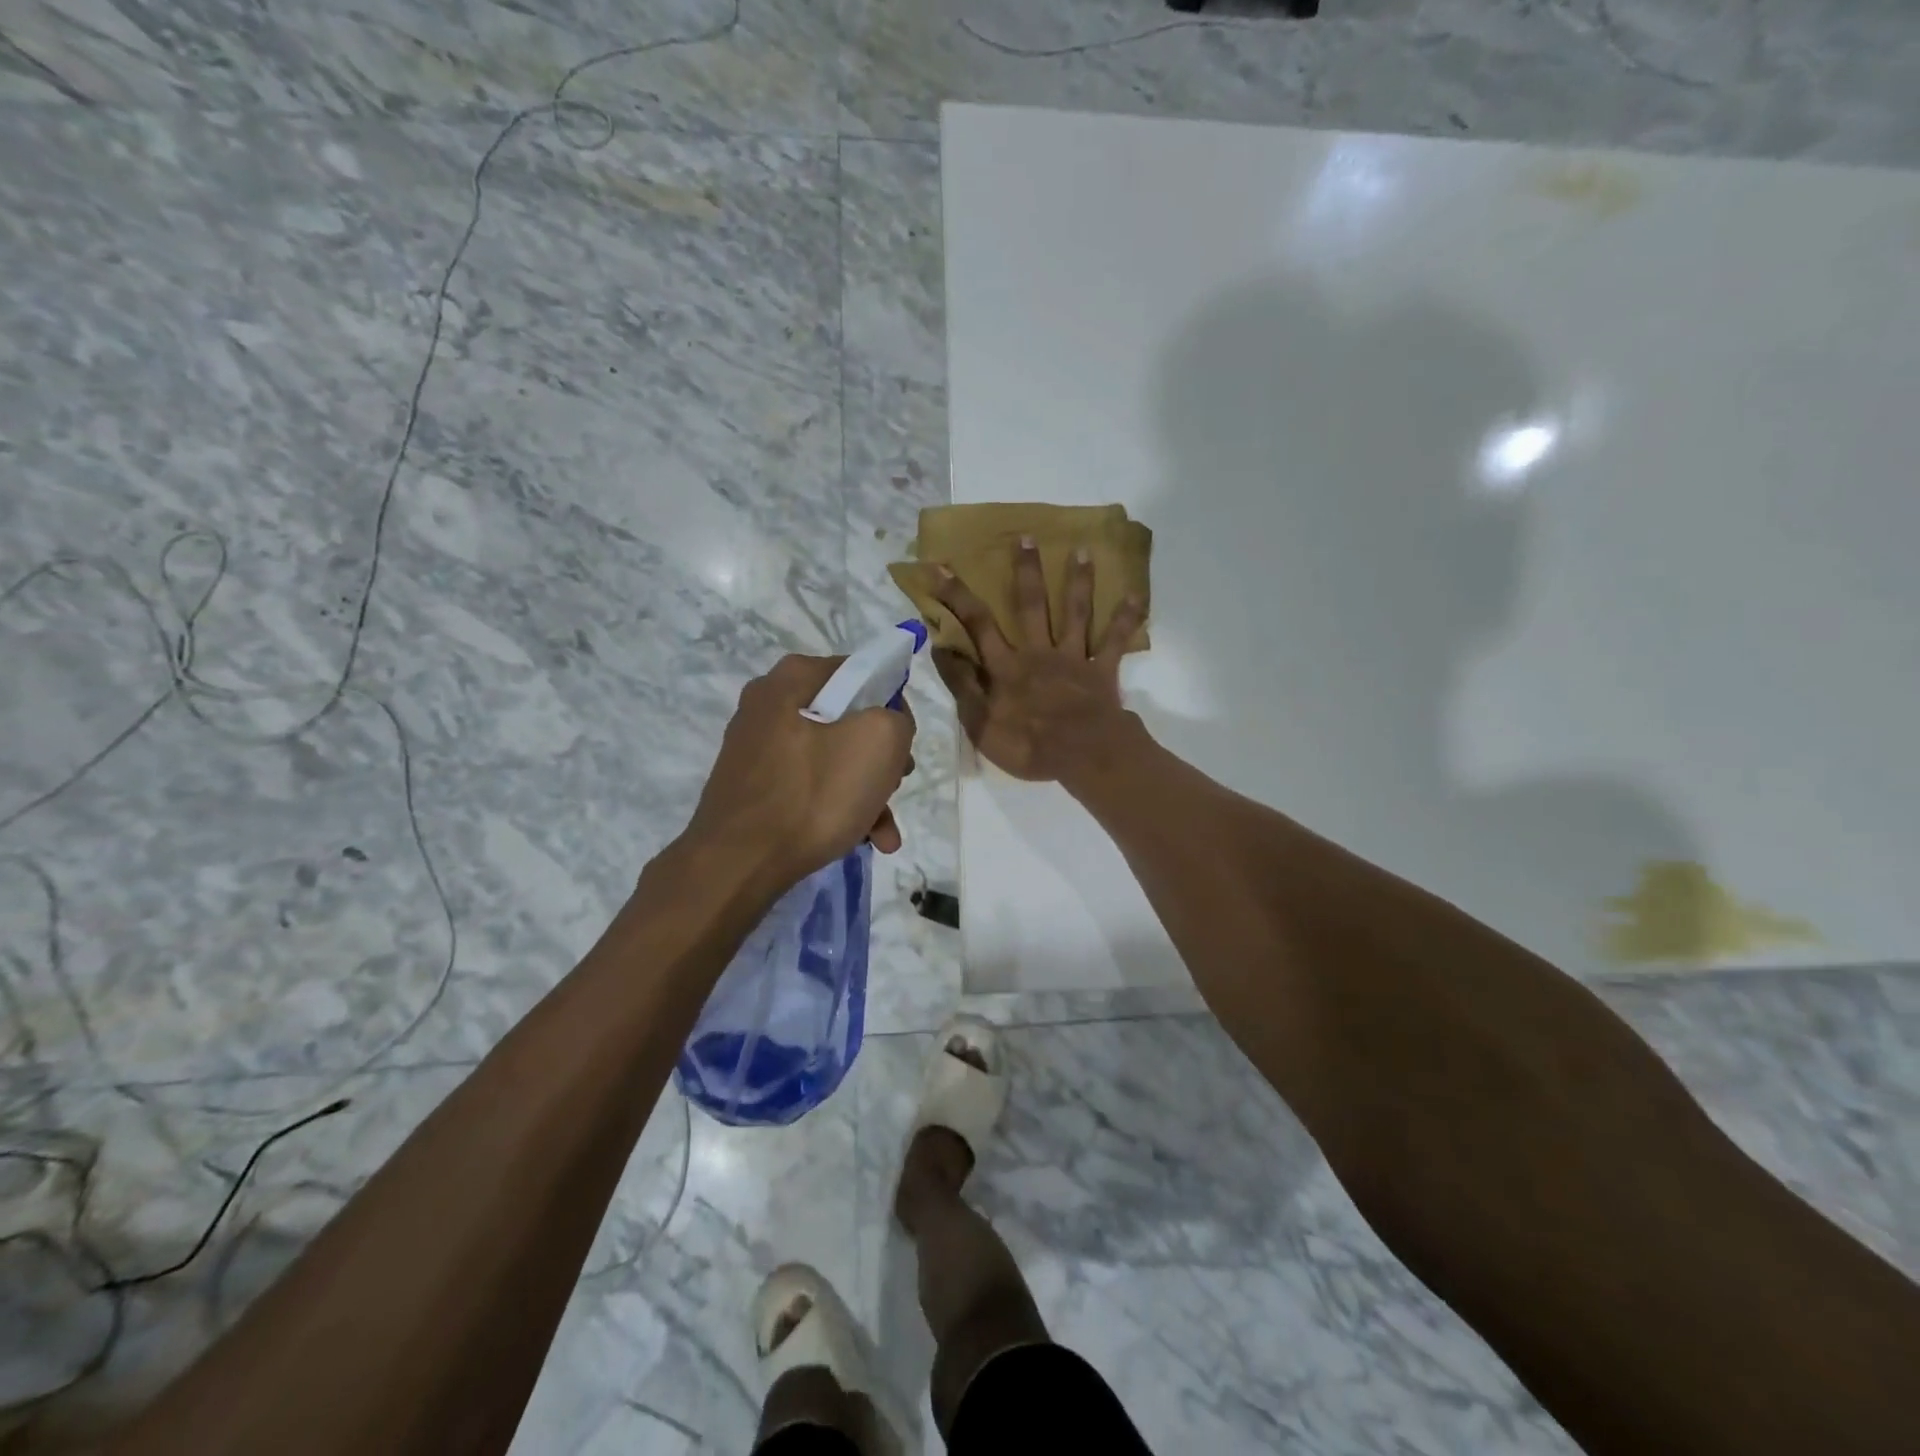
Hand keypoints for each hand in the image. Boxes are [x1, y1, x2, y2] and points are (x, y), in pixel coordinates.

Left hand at [685, 654, 914, 888]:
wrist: (738, 863)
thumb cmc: (814, 793)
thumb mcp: (879, 741)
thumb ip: (897, 718)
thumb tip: (887, 726)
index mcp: (794, 677)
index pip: (861, 673)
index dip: (893, 706)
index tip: (904, 744)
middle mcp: (768, 703)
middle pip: (847, 720)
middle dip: (881, 758)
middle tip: (897, 786)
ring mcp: (756, 746)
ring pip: (830, 758)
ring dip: (866, 792)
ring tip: (885, 832)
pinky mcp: (752, 785)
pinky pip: (808, 785)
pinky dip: (836, 806)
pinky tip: (862, 839)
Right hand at [931, 539, 1145, 784]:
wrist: (1083, 756)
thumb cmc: (1028, 745)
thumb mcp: (980, 723)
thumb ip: (961, 684)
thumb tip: (940, 648)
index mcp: (1007, 666)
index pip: (978, 624)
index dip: (958, 596)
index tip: (942, 567)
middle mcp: (1039, 652)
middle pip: (1031, 605)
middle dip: (1026, 571)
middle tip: (1027, 537)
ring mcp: (1073, 658)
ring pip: (1074, 613)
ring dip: (1078, 581)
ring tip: (1082, 550)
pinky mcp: (1101, 670)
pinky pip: (1114, 640)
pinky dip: (1126, 618)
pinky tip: (1136, 594)